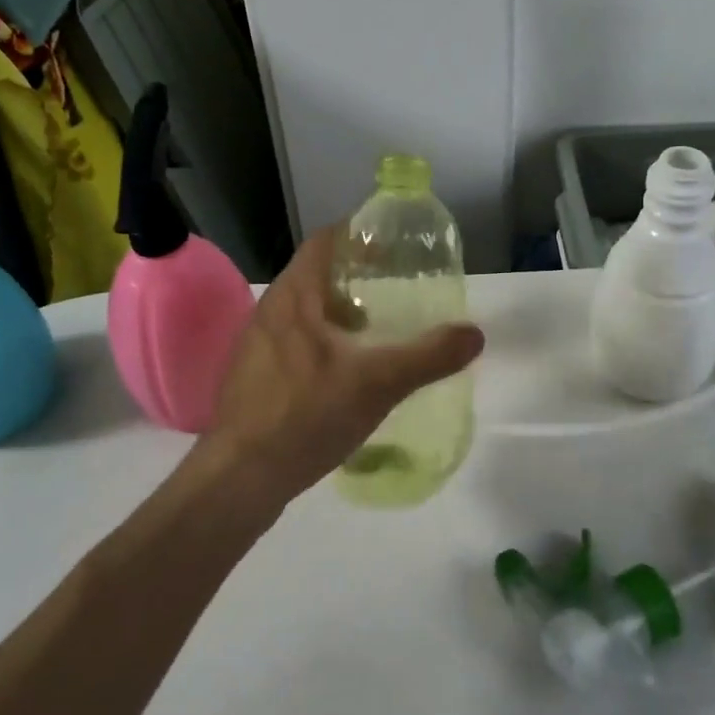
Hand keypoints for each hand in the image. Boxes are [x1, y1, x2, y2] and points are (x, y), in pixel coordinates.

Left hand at [195, 226, 484, 510]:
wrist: (239, 479)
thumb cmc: (305, 415)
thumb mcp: (377, 384)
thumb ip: (428, 356)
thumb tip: (474, 334)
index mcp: (294, 296)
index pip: (325, 241)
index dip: (360, 235)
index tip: (394, 246)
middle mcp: (271, 311)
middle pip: (318, 275)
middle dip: (358, 277)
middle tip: (398, 287)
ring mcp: (258, 345)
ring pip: (307, 311)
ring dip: (341, 312)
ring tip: (379, 329)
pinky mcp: (256, 376)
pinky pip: (296, 341)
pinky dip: (326, 342)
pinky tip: (349, 371)